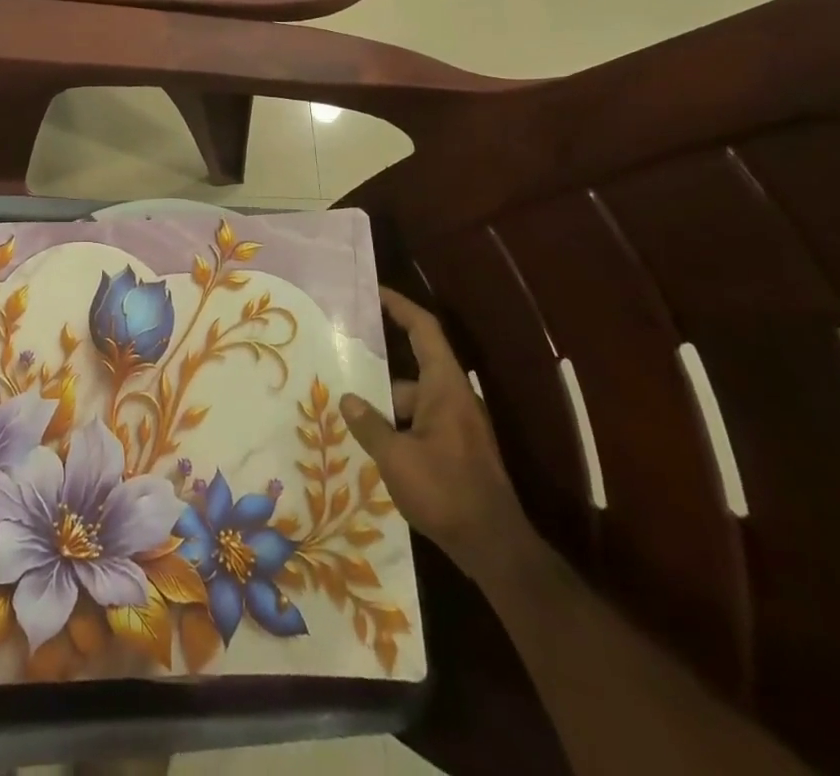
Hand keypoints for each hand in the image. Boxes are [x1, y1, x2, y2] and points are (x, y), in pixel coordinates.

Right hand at [341, 287, 532, 578]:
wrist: (495, 548)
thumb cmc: (446, 492)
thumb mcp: (396, 457)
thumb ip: (369, 424)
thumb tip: (347, 398)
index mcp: (445, 387)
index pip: (424, 329)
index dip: (400, 306)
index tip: (374, 291)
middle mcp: (455, 397)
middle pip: (415, 365)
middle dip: (379, 366)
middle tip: (344, 360)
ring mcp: (459, 425)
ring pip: (415, 398)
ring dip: (386, 403)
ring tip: (349, 412)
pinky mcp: (459, 449)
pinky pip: (422, 421)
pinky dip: (399, 425)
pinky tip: (374, 444)